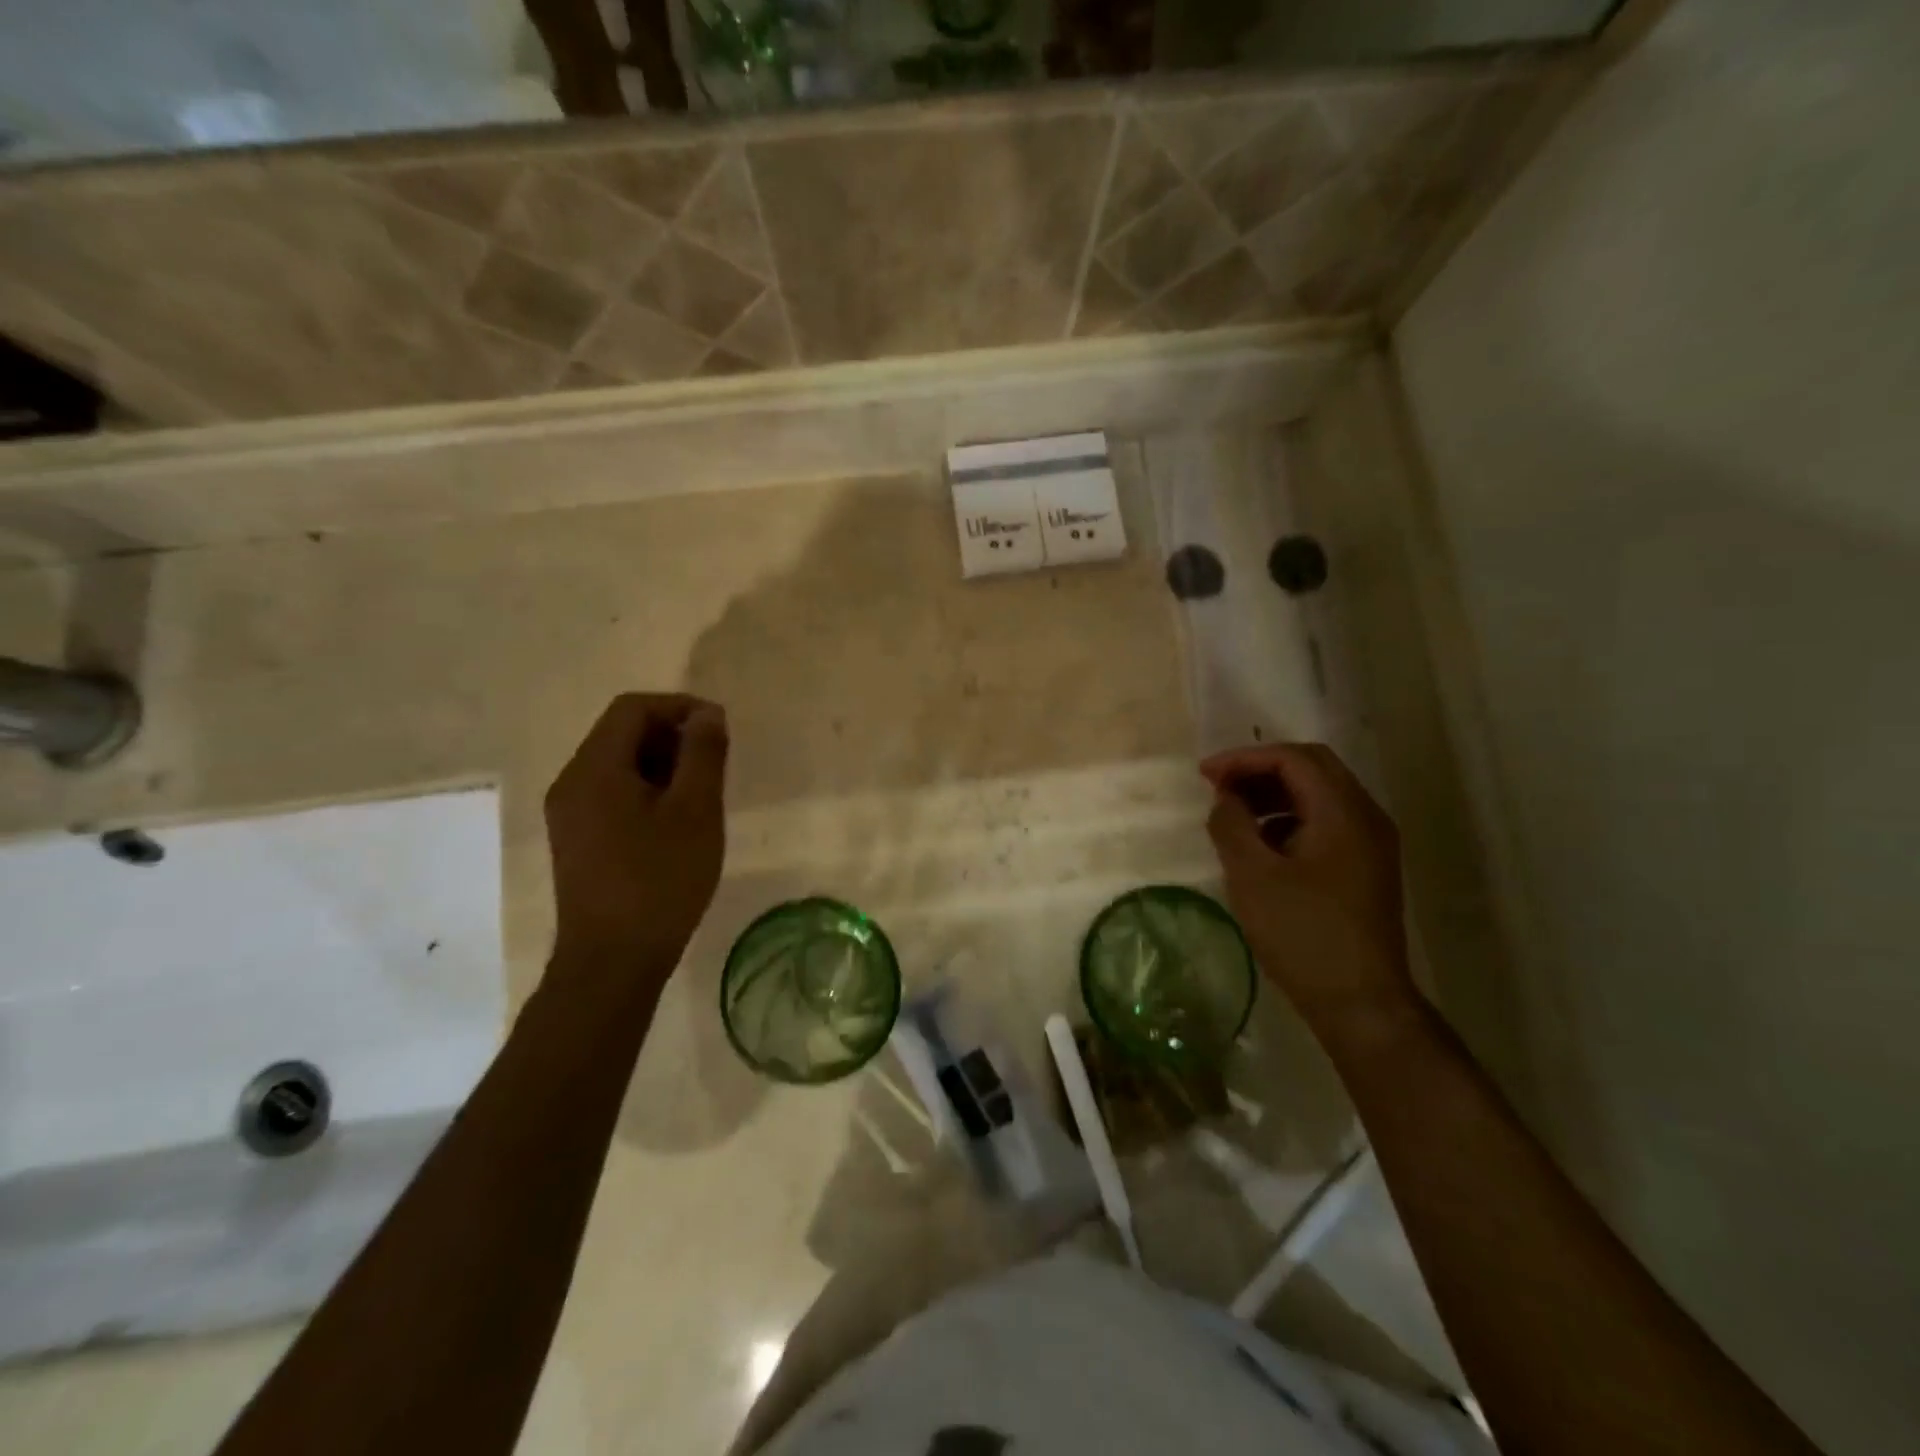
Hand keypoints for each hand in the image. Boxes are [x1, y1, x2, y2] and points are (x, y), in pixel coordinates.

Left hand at [543, 693, 728, 998]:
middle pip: (623, 734)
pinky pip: (614, 795)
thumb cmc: (659, 881)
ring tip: (703, 796)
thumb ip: (703, 754)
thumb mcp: (695, 811)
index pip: (633, 708)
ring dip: (664, 766)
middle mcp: (571, 783)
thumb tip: (707, 713)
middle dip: (674, 737)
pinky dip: (649, 792)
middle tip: (717, 766)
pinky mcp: (578, 841)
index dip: (680, 708)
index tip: (720, 730)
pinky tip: (678, 823)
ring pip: (620, 766)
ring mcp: (570, 815)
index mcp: (593, 769)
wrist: (612, 962)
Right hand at [1201, 743, 1416, 1030]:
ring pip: (1320, 795)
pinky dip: (1289, 819)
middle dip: (1260, 770)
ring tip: (1233, 813)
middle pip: (1312, 768)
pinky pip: (1326, 822)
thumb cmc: (1303, 934)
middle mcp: (1366, 817)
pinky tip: (1261, 844)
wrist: (1361, 1002)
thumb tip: (1225, 799)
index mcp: (1343, 812)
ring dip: (1274, 794)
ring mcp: (1371, 843)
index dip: (1244, 758)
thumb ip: (1232, 825)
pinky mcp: (1366, 868)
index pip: (1293, 758)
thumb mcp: (1252, 876)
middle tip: (1218, 786)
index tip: (1205, 775)